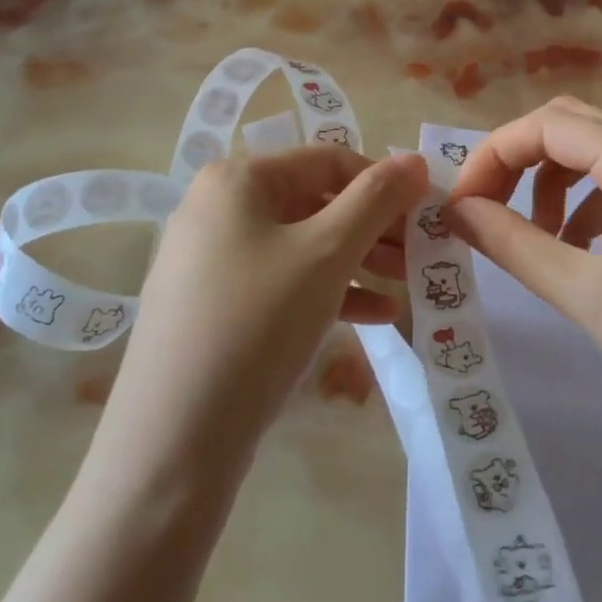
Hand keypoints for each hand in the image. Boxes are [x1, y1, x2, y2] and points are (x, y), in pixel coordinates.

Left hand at [103, 145, 427, 470]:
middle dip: (375, 227)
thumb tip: (415, 160)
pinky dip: (328, 291)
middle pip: (315, 201)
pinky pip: (282, 282)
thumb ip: (376, 199)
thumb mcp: (326, 254)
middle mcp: (218, 207)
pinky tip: (377, 315)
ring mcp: (211, 259)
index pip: (328, 160)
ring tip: (407, 284)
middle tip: (422, 254)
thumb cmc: (257, 323)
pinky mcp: (214, 305)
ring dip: (359, 261)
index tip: (428, 213)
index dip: (384, 182)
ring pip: (302, 245)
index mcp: (237, 179)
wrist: (173, 441)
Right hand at [445, 98, 601, 476]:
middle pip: (570, 128)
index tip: (458, 208)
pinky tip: (578, 253)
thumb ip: (512, 243)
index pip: (546, 126)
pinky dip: (585, 207)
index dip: (491, 157)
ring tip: (533, 240)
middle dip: (517, 161)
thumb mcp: (585, 294)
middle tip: (484, 211)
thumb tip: (455, 210)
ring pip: (596, 157)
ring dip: (550, 185)